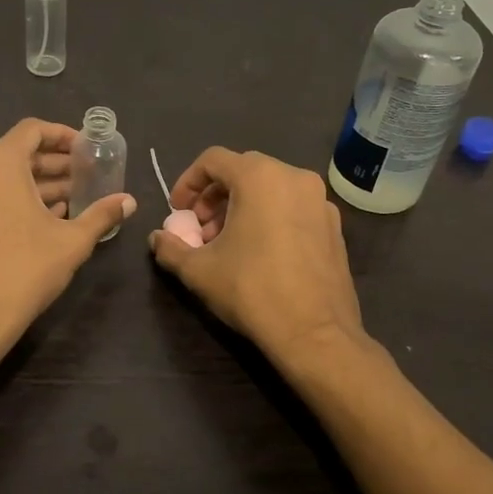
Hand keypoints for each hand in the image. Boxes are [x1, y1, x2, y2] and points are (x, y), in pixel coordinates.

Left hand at [0, 119, 135, 348]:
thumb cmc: (26, 268)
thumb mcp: (72, 240)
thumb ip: (102, 214)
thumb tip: (130, 201)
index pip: (32, 130)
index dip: (63, 135)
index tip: (87, 148)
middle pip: (19, 153)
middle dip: (55, 163)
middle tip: (88, 175)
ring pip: (4, 177)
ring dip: (39, 184)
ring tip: (75, 198)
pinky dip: (17, 199)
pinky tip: (48, 218)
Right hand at [148, 148, 365, 363]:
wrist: (315, 333)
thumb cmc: (251, 290)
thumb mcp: (198, 270)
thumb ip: (170, 247)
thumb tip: (158, 238)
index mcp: (260, 177)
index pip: (213, 159)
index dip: (188, 182)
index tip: (178, 211)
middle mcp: (294, 178)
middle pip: (243, 171)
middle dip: (215, 196)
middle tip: (201, 229)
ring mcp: (320, 201)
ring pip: (271, 189)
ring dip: (242, 207)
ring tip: (228, 243)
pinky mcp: (335, 226)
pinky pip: (293, 208)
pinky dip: (270, 218)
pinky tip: (260, 253)